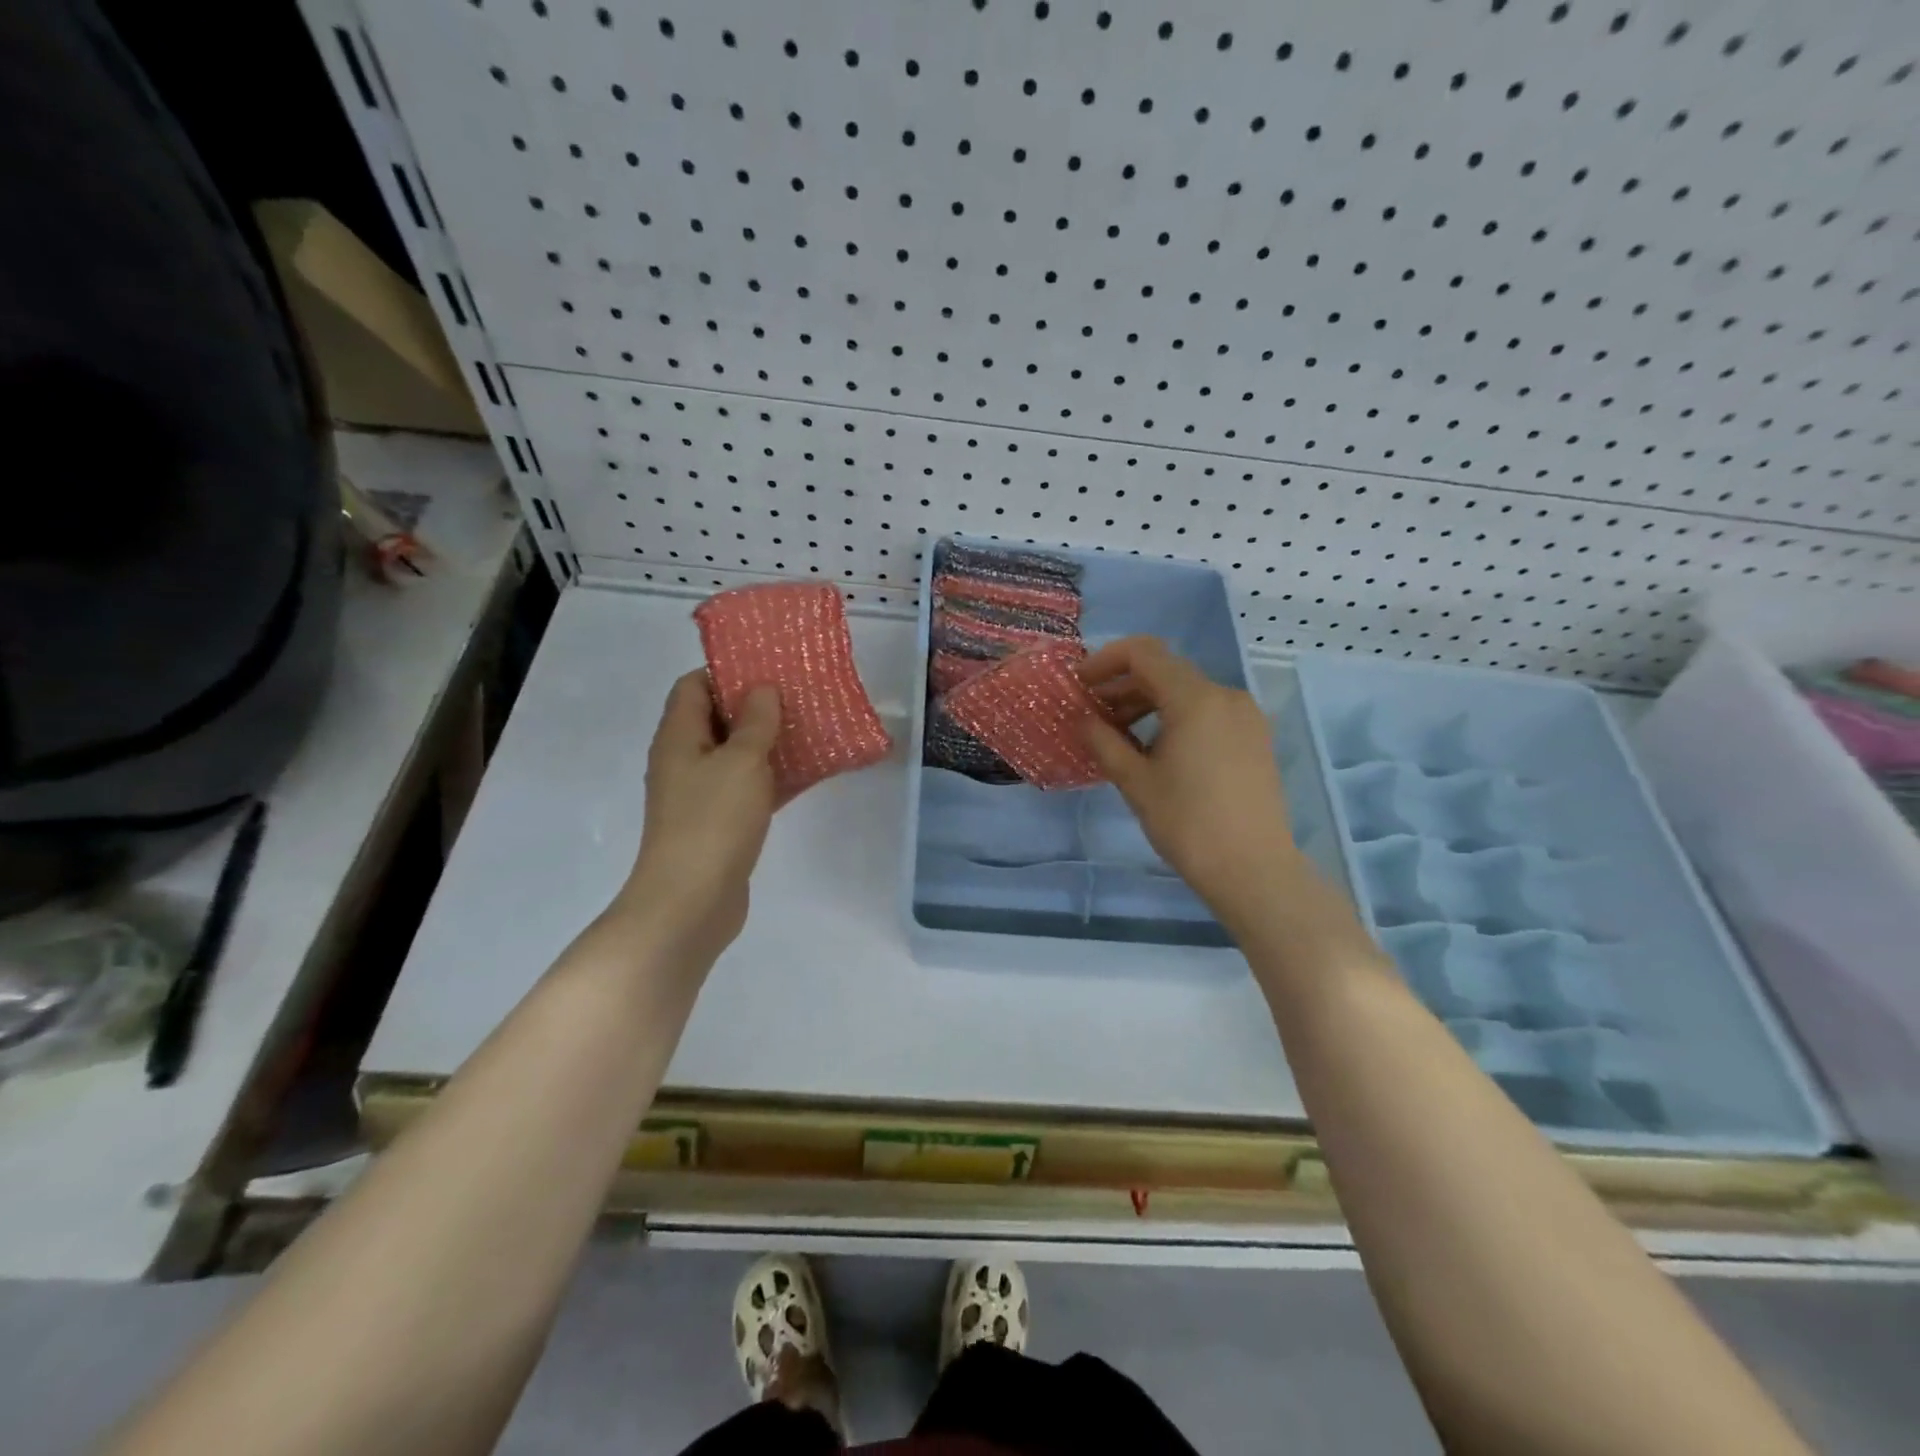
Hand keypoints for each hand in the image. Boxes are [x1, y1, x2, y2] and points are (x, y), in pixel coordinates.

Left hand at [623, 670, 781, 960]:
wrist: (691, 902)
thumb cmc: (713, 821)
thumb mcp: (742, 761)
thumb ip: (756, 721)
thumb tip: (762, 688)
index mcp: (679, 737)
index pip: (694, 686)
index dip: (727, 672)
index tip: (768, 669)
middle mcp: (684, 760)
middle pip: (717, 719)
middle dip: (755, 706)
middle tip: (798, 697)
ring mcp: (700, 795)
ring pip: (736, 755)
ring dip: (768, 743)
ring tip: (810, 729)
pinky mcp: (718, 823)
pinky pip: (746, 788)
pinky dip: (771, 778)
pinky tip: (807, 774)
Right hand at [1079, 637, 1299, 924]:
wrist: (1253, 869)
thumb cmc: (1187, 823)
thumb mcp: (1135, 781)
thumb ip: (1104, 741)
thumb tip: (1082, 719)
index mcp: (1195, 699)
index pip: (1144, 654)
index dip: (1105, 661)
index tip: (1080, 683)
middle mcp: (1225, 696)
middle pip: (1166, 671)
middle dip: (1124, 685)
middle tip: (1092, 712)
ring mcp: (1246, 716)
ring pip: (1187, 692)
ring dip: (1148, 702)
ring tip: (1119, 734)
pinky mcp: (1255, 738)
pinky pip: (1208, 712)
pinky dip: (1175, 717)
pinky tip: (1156, 748)